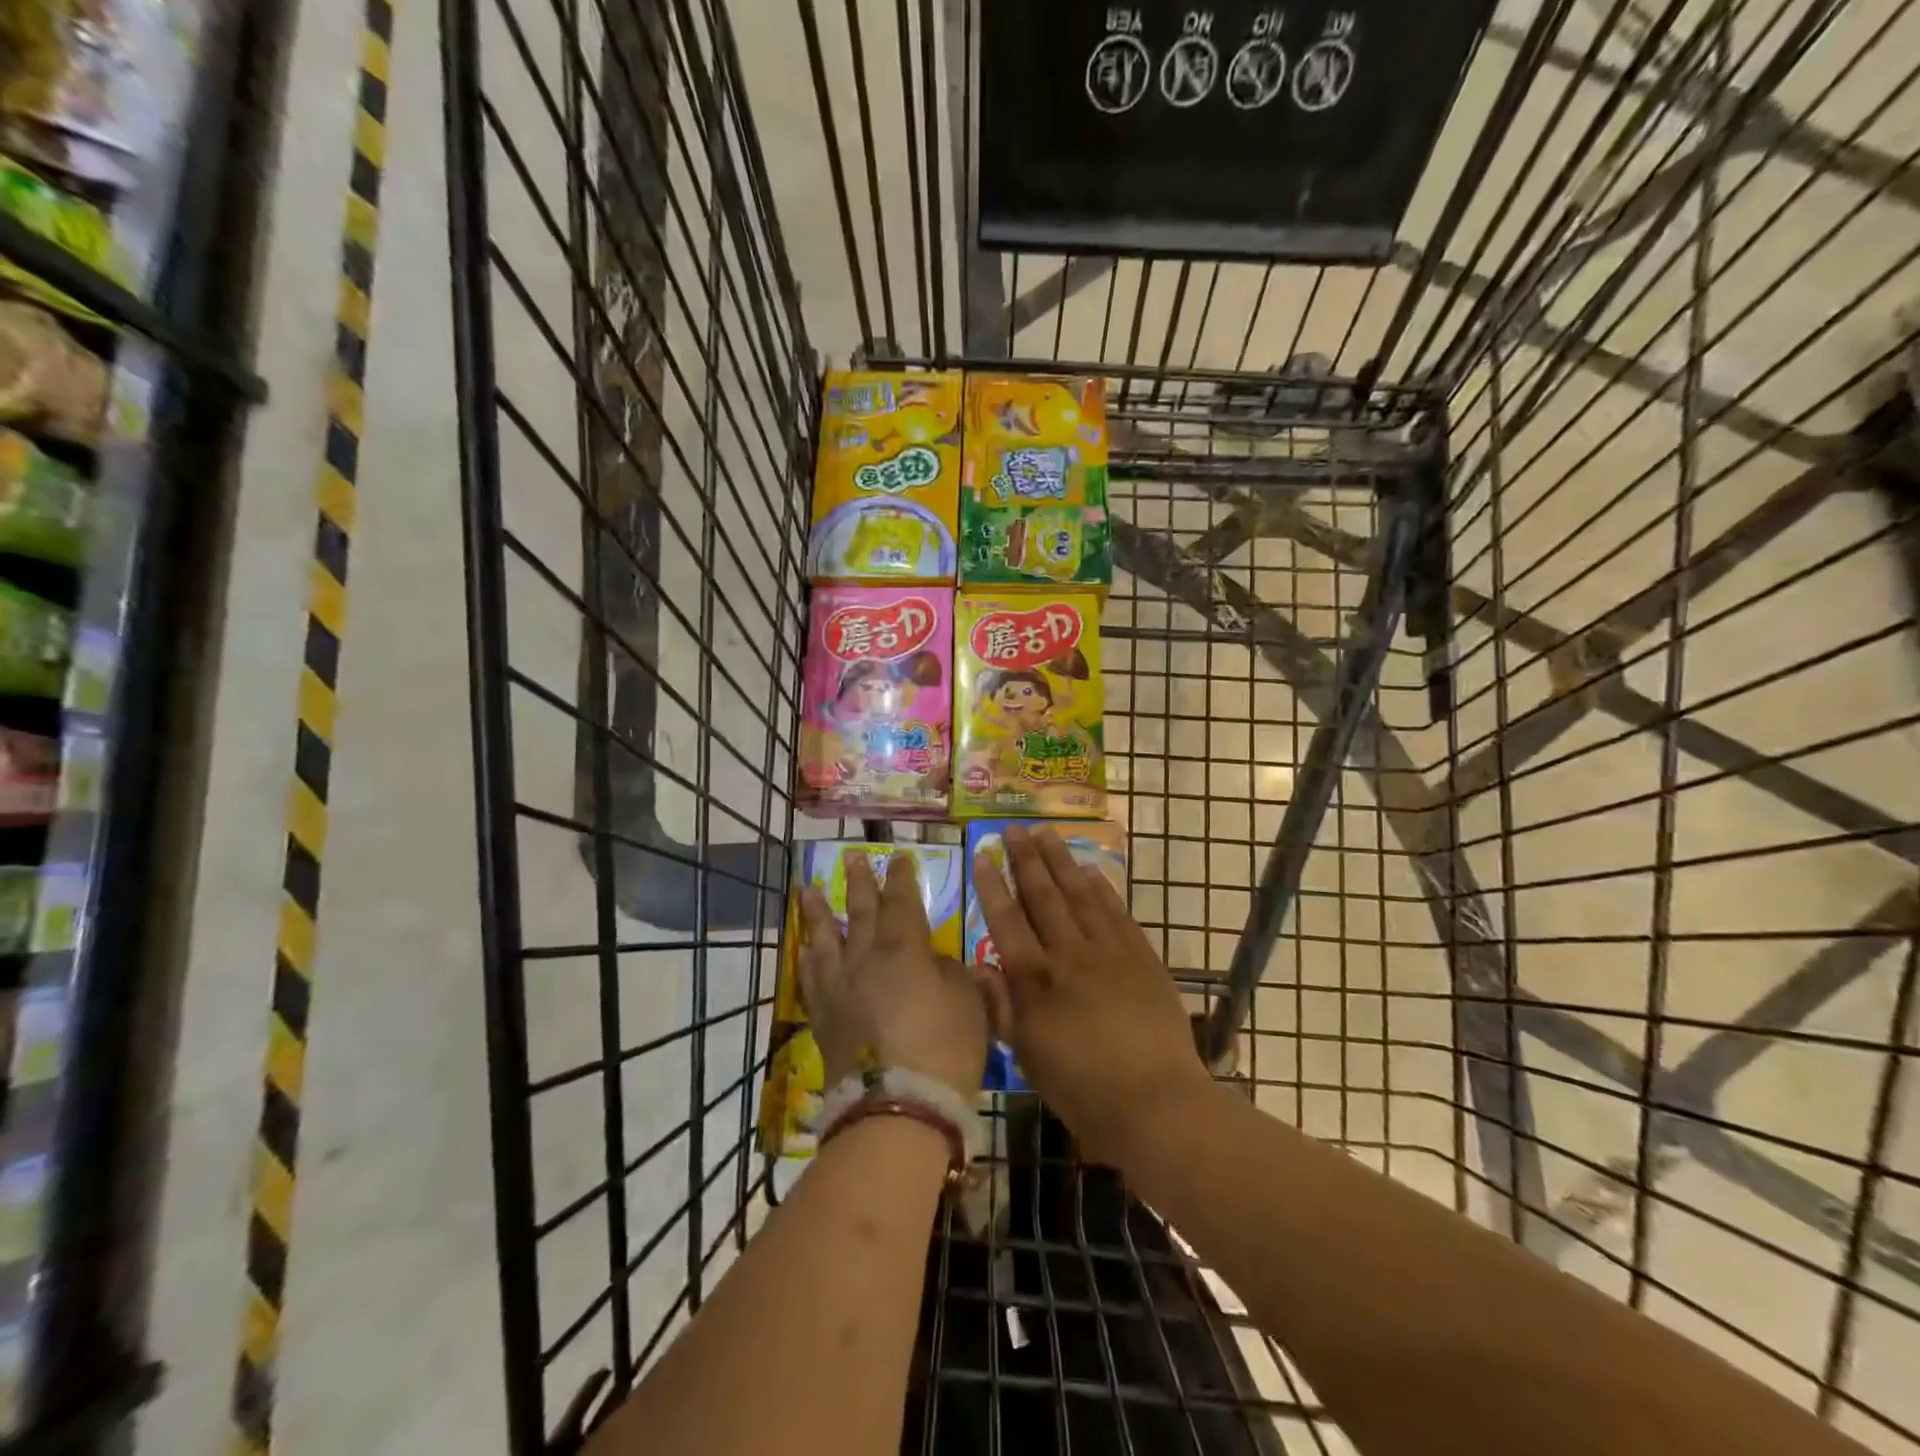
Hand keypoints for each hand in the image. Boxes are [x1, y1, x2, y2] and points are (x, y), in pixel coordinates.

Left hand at [800, 851, 988, 1098]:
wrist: (898, 1106)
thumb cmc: (945, 1048)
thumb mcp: (969, 1002)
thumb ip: (950, 972)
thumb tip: (932, 961)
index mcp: (904, 950)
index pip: (902, 902)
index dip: (901, 878)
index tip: (898, 857)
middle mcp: (866, 959)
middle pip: (861, 912)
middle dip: (859, 882)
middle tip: (851, 857)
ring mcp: (840, 988)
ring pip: (826, 939)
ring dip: (819, 912)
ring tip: (809, 890)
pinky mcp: (824, 1018)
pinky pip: (811, 978)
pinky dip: (807, 959)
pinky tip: (805, 949)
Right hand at [972, 824, 1214, 1163]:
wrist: (1156, 1102)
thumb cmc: (1082, 1089)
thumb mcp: (1028, 1056)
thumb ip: (1003, 1008)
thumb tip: (980, 967)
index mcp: (1036, 981)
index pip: (1006, 921)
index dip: (992, 886)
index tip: (982, 855)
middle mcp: (1069, 954)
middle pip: (1043, 896)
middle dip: (1025, 859)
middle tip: (1014, 829)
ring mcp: (1109, 951)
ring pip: (1080, 894)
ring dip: (1062, 861)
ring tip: (1047, 833)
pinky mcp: (1141, 955)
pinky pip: (1117, 911)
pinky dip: (1102, 888)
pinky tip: (1091, 871)